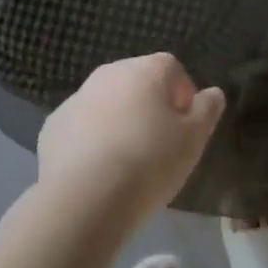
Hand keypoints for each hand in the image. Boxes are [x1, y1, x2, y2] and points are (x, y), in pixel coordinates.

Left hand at [38, 54, 224, 232]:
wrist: (84, 199)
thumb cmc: (148, 163)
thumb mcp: (193, 141)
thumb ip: (207, 111)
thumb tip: (214, 92)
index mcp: (146, 70)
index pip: (172, 69)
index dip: (183, 96)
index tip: (185, 129)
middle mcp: (110, 72)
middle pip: (137, 82)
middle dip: (149, 107)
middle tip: (158, 147)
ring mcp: (78, 97)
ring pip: (107, 103)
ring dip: (119, 122)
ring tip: (126, 163)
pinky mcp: (53, 125)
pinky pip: (81, 127)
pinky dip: (90, 141)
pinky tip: (96, 172)